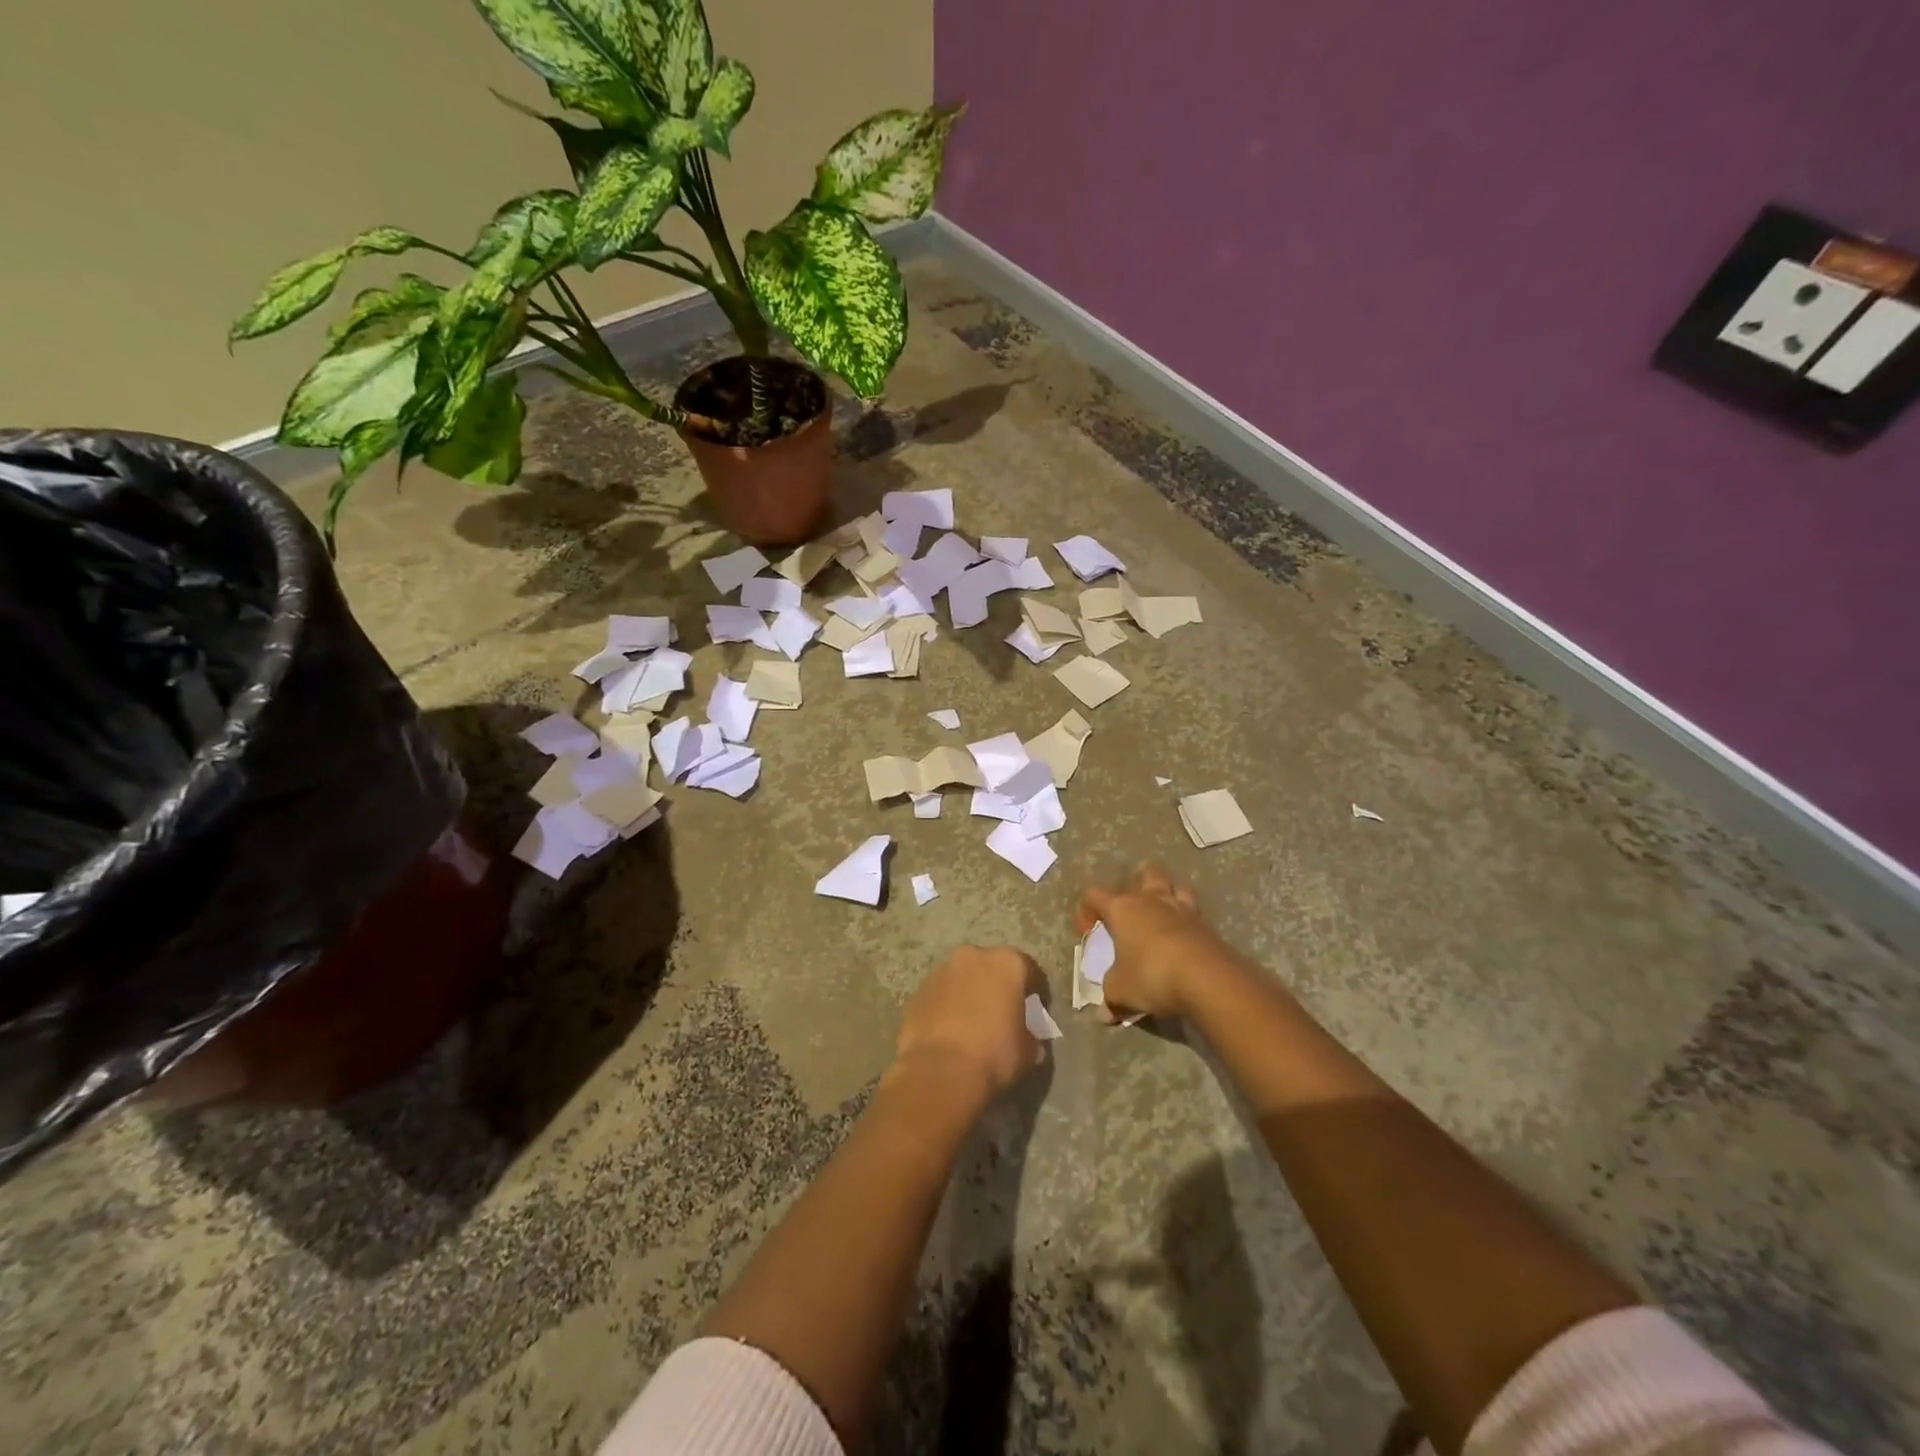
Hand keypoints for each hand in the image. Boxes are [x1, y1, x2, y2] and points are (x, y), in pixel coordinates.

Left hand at [893, 945, 1046, 1103]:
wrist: (940, 1071)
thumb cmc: (994, 1053)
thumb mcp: (1028, 1051)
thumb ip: (1032, 1036)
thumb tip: (1030, 1039)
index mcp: (1007, 962)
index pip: (1029, 970)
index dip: (1036, 992)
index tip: (1036, 1012)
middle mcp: (973, 956)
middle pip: (992, 967)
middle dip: (998, 987)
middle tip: (1003, 1015)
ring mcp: (942, 971)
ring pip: (963, 978)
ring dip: (970, 994)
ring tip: (973, 1025)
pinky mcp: (918, 990)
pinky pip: (941, 995)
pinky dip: (947, 1006)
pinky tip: (950, 1032)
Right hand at [1077, 862, 1227, 1019]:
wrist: (1206, 978)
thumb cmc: (1151, 975)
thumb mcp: (1121, 991)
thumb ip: (1111, 998)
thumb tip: (1104, 1015)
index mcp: (1122, 909)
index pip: (1094, 895)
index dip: (1086, 910)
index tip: (1088, 932)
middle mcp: (1151, 900)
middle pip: (1146, 873)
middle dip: (1139, 882)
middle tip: (1135, 905)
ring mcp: (1182, 909)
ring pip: (1176, 886)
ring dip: (1169, 894)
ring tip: (1164, 913)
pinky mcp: (1206, 924)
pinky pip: (1194, 912)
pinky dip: (1188, 920)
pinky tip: (1185, 938)